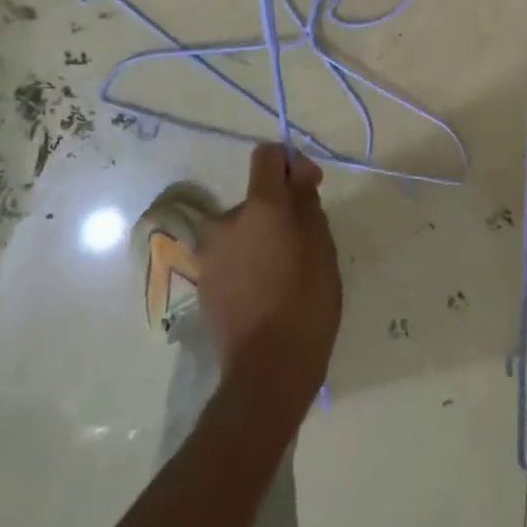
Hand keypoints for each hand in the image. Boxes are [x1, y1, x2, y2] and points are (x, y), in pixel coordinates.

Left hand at [200, 143, 341, 415]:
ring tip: (286, 273)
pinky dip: (249, 262)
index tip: (309, 187)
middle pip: (257, 198)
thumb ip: (307, 202)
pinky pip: (232, 256)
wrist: (268, 370)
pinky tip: (266, 292)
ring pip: (244, 229)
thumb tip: (297, 175)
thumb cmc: (306, 302)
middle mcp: (227, 221)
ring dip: (263, 238)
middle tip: (305, 243)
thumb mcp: (322, 246)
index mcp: (260, 207)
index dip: (291, 162)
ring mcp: (211, 254)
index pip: (267, 156)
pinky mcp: (204, 283)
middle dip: (280, 210)